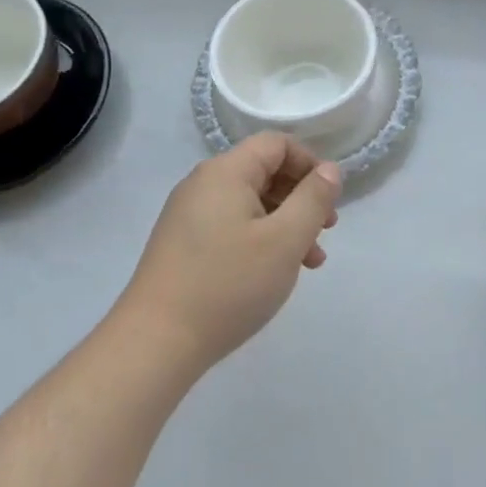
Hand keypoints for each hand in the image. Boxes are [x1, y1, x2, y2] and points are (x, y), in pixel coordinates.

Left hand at [120, 133, 342, 369]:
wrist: (156, 342)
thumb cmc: (229, 284)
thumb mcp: (285, 240)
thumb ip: (313, 199)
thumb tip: (329, 170)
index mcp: (225, 172)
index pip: (276, 144)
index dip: (309, 163)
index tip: (329, 198)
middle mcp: (203, 185)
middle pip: (263, 172)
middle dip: (300, 197)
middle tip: (326, 231)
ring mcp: (189, 216)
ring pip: (250, 203)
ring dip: (285, 223)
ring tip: (310, 261)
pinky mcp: (183, 245)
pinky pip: (232, 226)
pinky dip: (261, 239)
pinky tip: (275, 272)